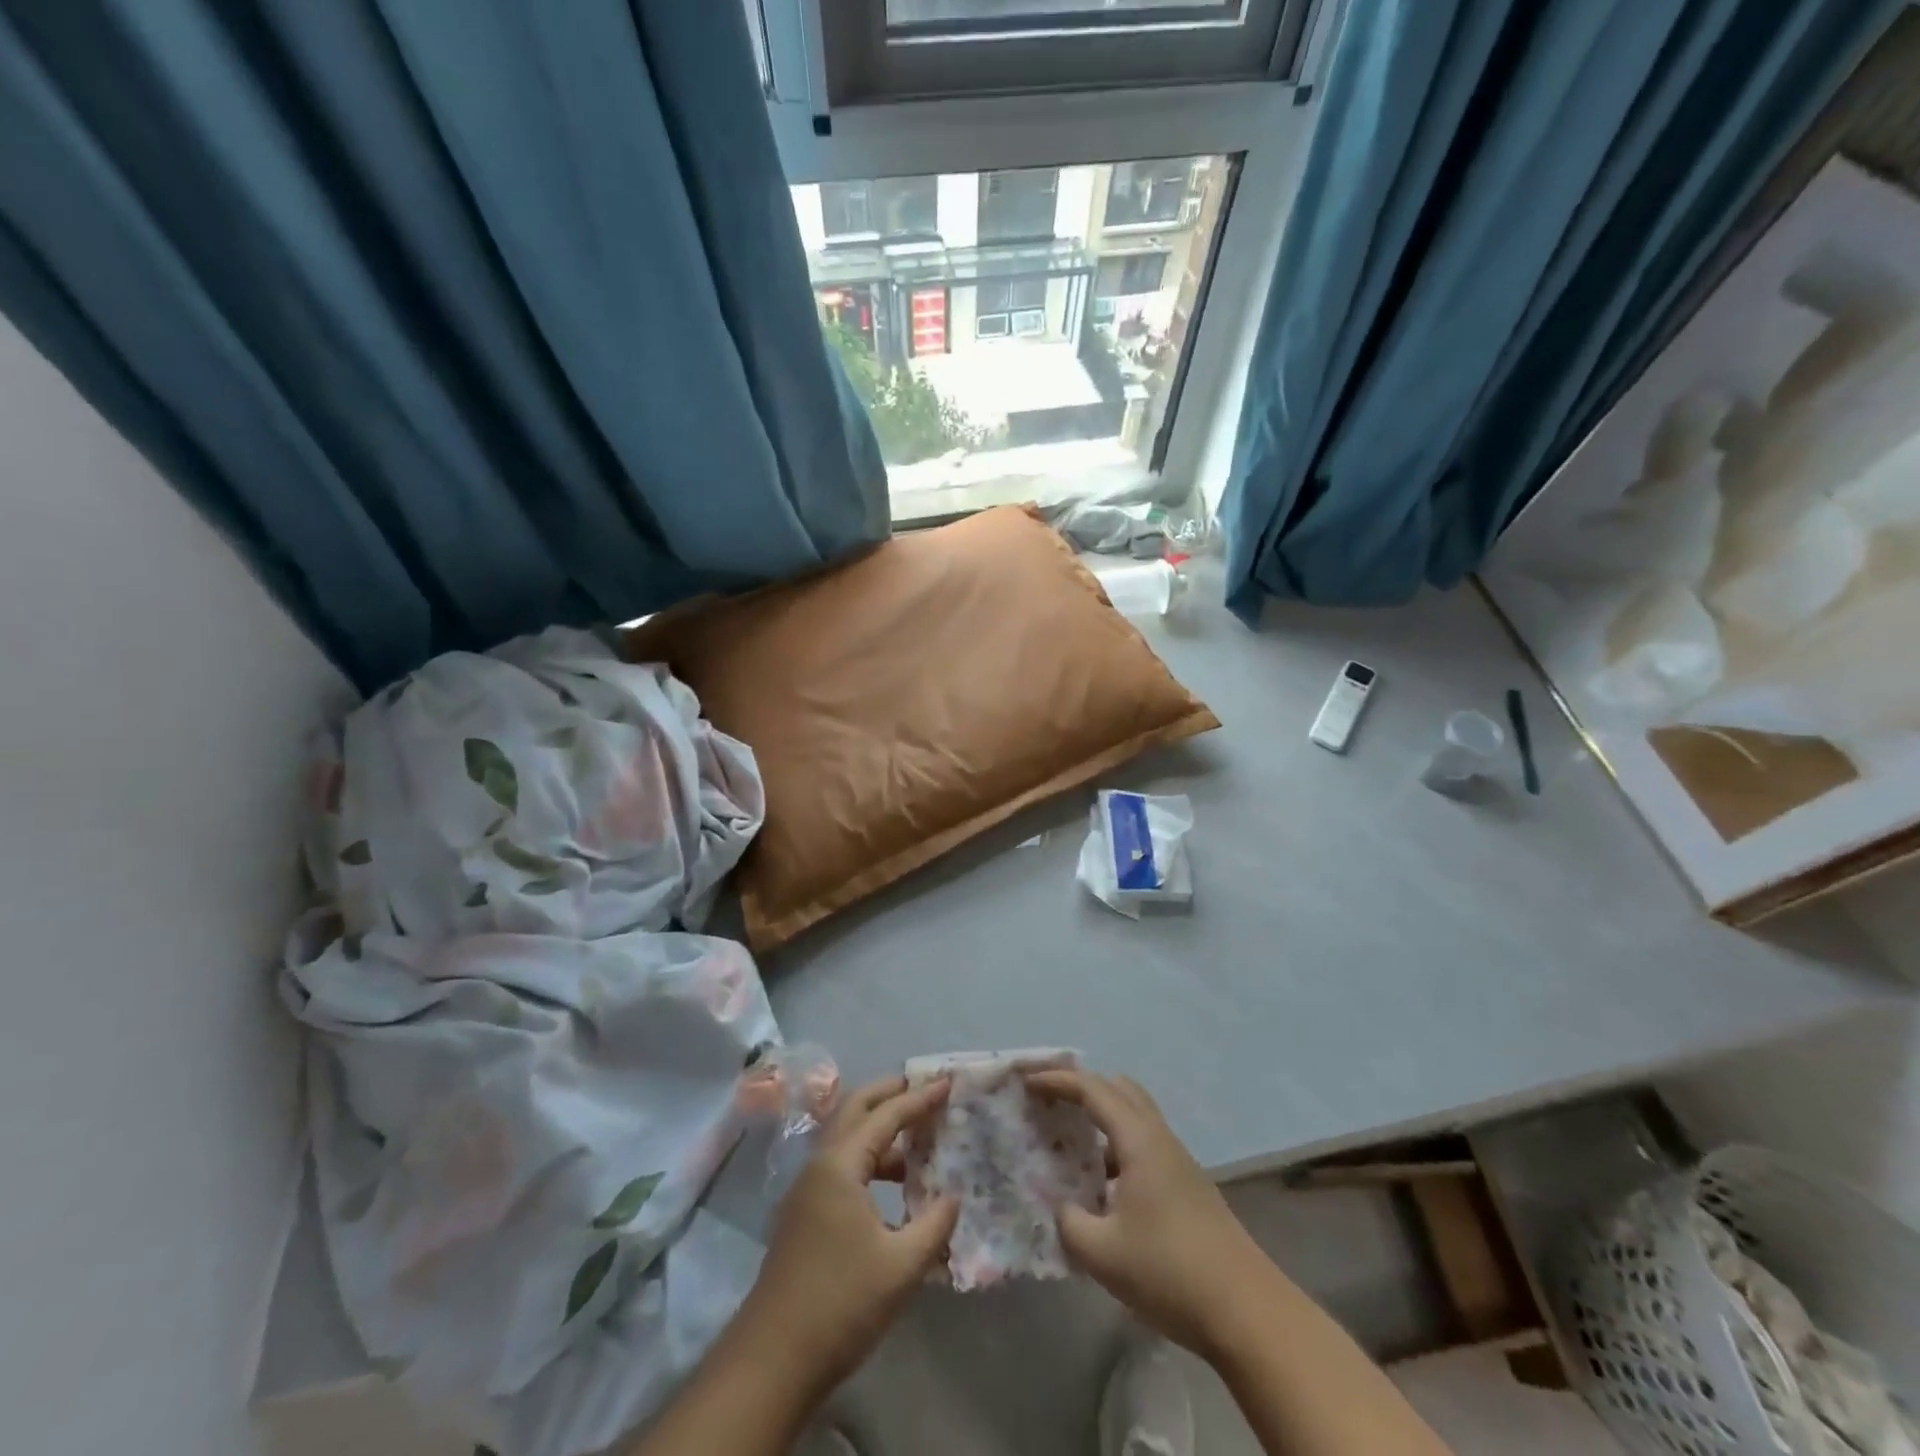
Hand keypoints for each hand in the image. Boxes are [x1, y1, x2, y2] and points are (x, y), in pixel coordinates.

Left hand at [741, 1075, 958, 1395]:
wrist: (772, 1361)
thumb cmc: (841, 1303)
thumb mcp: (902, 1265)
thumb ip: (935, 1223)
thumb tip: (953, 1196)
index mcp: (840, 1165)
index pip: (886, 1115)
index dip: (920, 1098)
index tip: (948, 1083)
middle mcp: (820, 1165)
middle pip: (856, 1109)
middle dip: (890, 1093)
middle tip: (924, 1088)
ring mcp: (807, 1190)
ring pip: (847, 1139)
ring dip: (880, 1130)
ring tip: (918, 1139)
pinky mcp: (804, 1214)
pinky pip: (841, 1166)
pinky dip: (870, 1159)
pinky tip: (894, 1186)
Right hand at [1026, 1068, 1272, 1360]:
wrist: (1246, 1311)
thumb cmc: (1170, 1271)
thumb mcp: (1102, 1253)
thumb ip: (1068, 1221)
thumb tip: (1059, 1205)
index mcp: (1138, 1139)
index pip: (1092, 1088)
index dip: (1056, 1079)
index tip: (1026, 1082)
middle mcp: (1159, 1137)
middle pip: (1117, 1089)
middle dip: (1080, 1087)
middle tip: (1048, 1102)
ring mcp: (1176, 1160)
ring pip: (1133, 1115)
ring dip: (1100, 1117)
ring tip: (1068, 1141)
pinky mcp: (1186, 1184)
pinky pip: (1142, 1143)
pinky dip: (1115, 1144)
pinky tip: (1100, 1183)